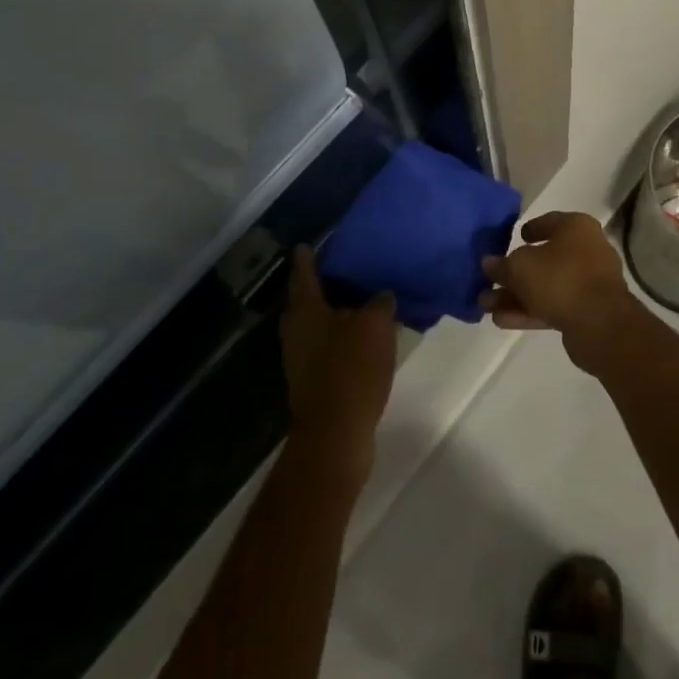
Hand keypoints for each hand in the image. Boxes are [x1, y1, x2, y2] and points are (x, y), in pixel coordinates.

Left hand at [280, 246, 396, 481]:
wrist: (335, 435)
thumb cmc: (350, 370)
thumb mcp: (374, 326)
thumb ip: (379, 303)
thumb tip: (381, 296)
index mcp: (305, 309)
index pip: (304, 272)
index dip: (308, 257)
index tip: (308, 243)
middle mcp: (296, 329)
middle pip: (307, 298)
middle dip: (323, 283)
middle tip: (345, 268)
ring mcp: (301, 357)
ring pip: (318, 323)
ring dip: (336, 311)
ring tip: (362, 300)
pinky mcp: (312, 379)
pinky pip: (327, 345)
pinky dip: (342, 335)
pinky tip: (363, 335)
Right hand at [481, 212, 646, 374]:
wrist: (601, 325)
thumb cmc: (560, 279)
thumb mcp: (520, 267)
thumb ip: (501, 265)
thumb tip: (489, 263)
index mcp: (576, 228)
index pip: (548, 222)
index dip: (529, 230)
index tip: (513, 239)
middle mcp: (587, 250)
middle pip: (544, 259)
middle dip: (514, 273)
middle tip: (490, 282)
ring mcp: (589, 283)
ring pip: (547, 285)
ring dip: (517, 295)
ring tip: (487, 305)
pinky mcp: (588, 311)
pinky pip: (554, 305)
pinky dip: (529, 311)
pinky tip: (501, 321)